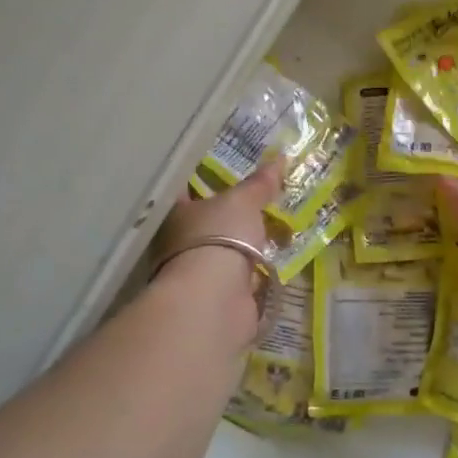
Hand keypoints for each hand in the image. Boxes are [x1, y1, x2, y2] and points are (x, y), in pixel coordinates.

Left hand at [150, 160, 283, 348]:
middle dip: (234, 216)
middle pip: (209, 222)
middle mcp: (181, 242)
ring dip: (248, 246)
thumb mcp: (243, 202)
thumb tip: (280, 157)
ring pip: (226, 251)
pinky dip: (257, 273)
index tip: (229, 171)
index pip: (189, 189)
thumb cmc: (219, 236)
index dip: (207, 179)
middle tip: (264, 200)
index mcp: (178, 213)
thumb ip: (260, 184)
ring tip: (278, 230)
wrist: (215, 299)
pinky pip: (242, 278)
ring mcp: (200, 273)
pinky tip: (276, 263)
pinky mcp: (220, 298)